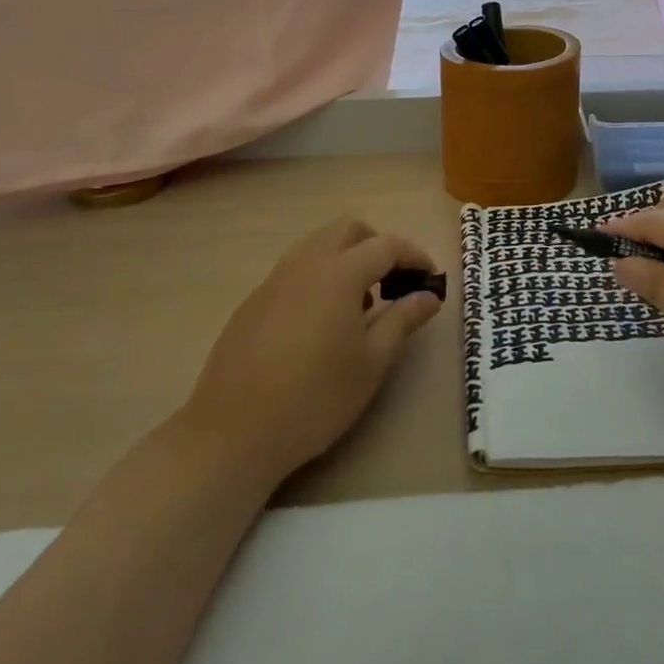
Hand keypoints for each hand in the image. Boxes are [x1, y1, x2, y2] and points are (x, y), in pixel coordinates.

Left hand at [182, 218, 443, 483]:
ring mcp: (273, 280)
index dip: (414, 256)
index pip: (387, 245)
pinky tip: (319, 324)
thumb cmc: (316, 398)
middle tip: (393, 283)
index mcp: (340, 273)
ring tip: (357, 304)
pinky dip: (318, 278)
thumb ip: (403, 319)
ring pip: (316, 245)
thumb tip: (429, 295)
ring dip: (345, 258)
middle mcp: (305, 264)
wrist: (233, 434)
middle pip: (348, 230)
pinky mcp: (252, 302)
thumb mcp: (372, 362)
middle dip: (377, 245)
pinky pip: (293, 271)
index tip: (430, 279)